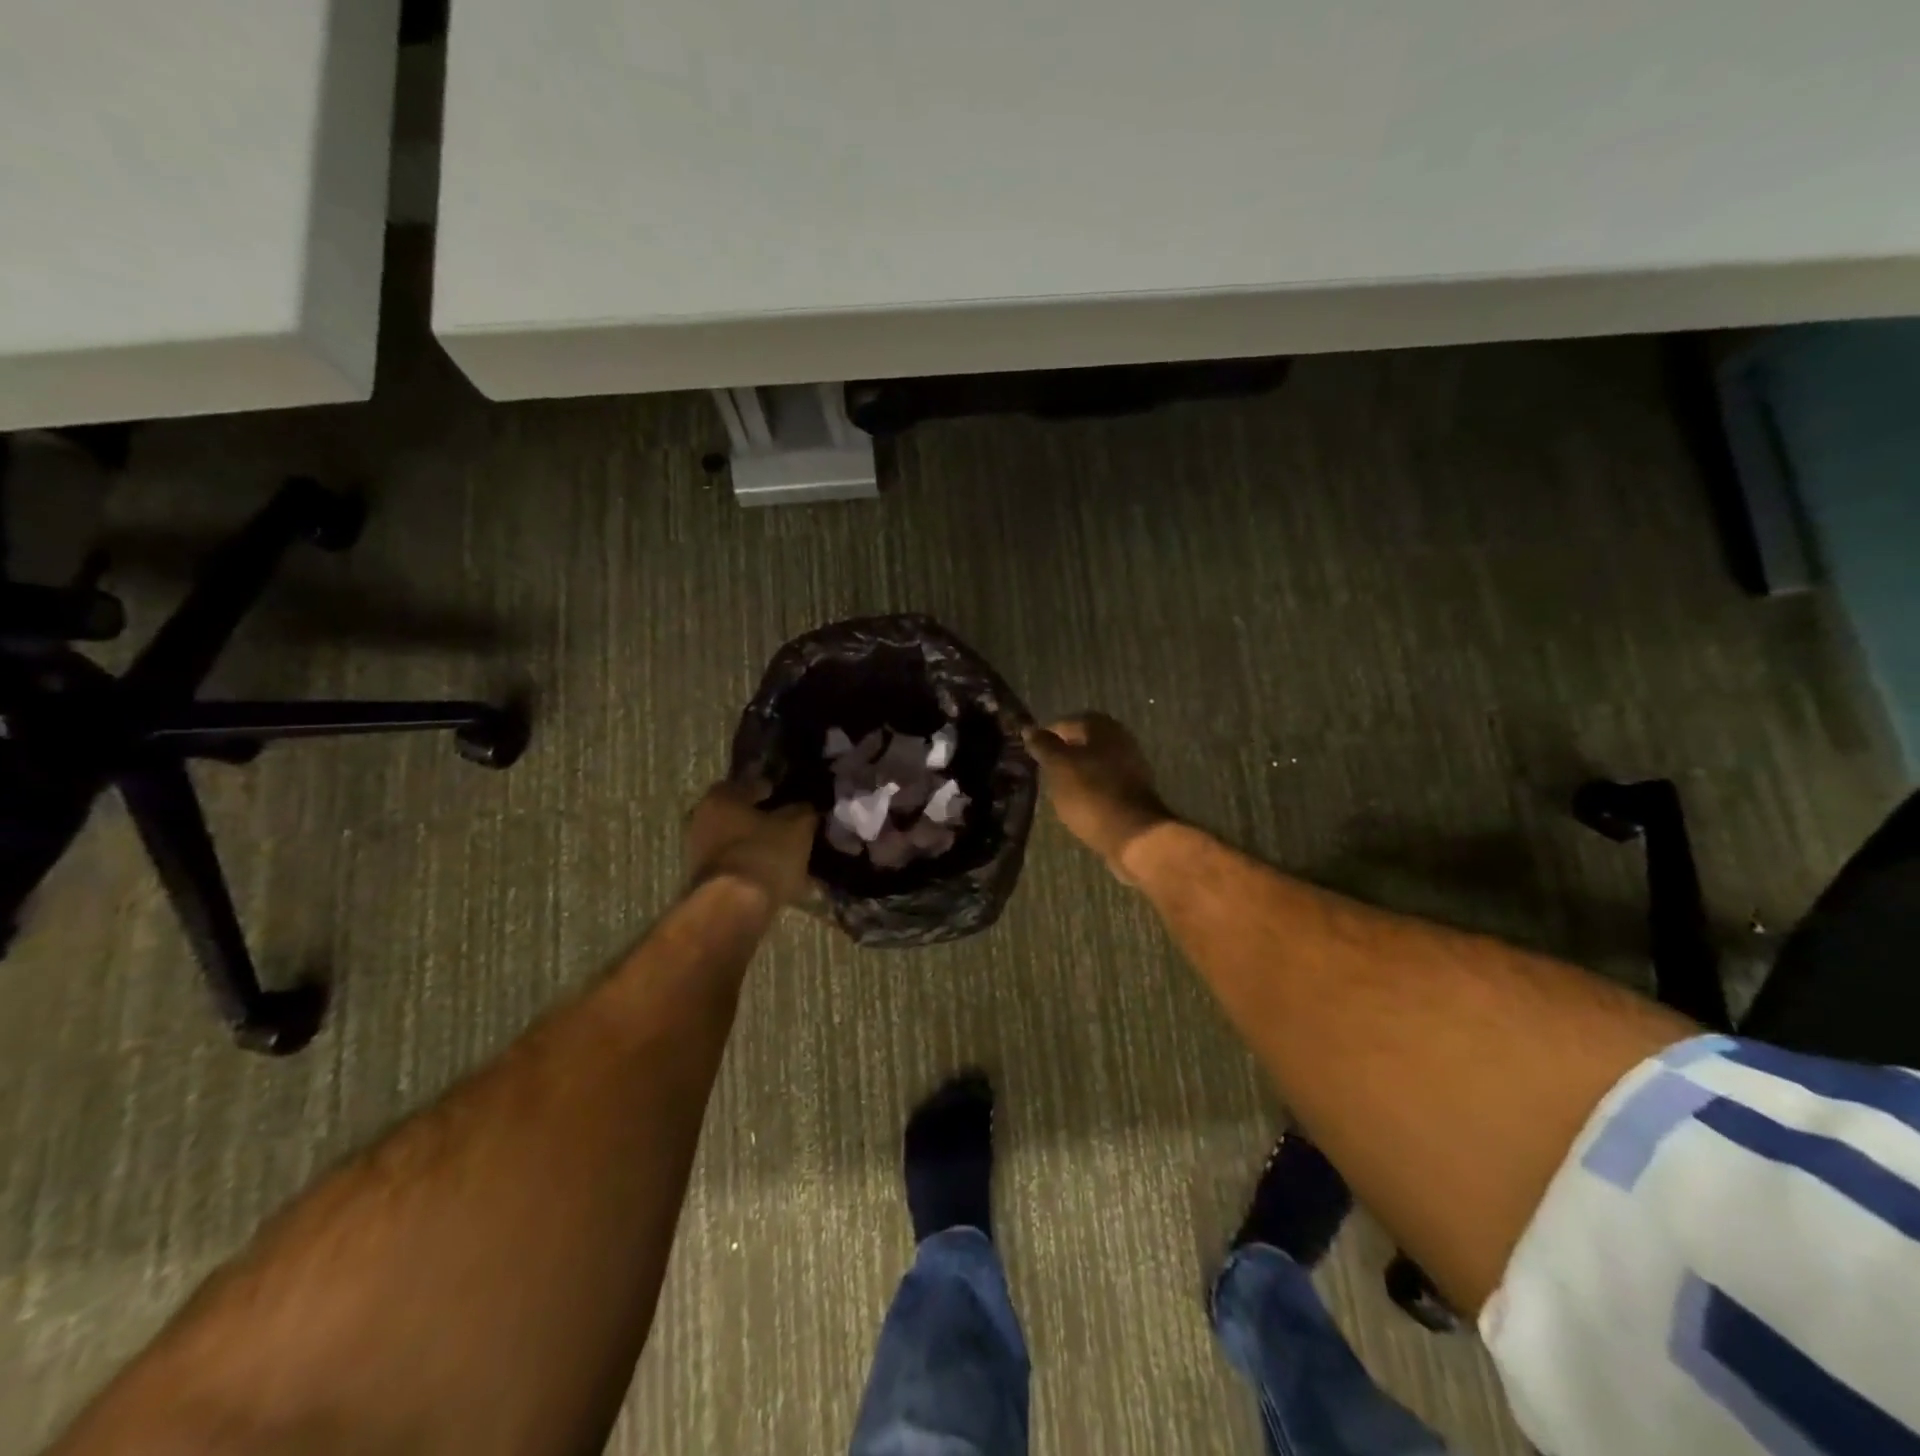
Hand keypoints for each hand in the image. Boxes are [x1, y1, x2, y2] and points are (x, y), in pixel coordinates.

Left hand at [685, 781, 817, 907]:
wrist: (734, 908)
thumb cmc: (764, 854)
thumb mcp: (797, 826)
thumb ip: (802, 811)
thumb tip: (805, 808)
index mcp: (720, 798)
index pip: (746, 783)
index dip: (769, 788)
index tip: (787, 796)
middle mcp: (702, 821)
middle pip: (738, 815)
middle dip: (763, 820)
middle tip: (789, 825)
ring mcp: (699, 854)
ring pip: (738, 843)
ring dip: (759, 847)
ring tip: (788, 855)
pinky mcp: (706, 882)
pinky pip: (738, 867)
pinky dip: (756, 869)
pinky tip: (778, 877)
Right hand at [1022, 713, 1172, 878]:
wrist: (1133, 834)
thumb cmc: (1091, 793)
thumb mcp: (1059, 766)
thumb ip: (1043, 745)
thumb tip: (1029, 728)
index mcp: (1103, 727)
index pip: (1066, 723)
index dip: (1046, 737)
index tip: (1030, 754)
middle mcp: (1121, 739)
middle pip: (1083, 742)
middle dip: (1062, 754)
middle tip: (1042, 770)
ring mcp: (1131, 766)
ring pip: (1094, 762)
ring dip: (1076, 772)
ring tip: (1056, 788)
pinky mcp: (1134, 791)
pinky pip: (1104, 782)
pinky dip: (1089, 788)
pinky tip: (1077, 802)